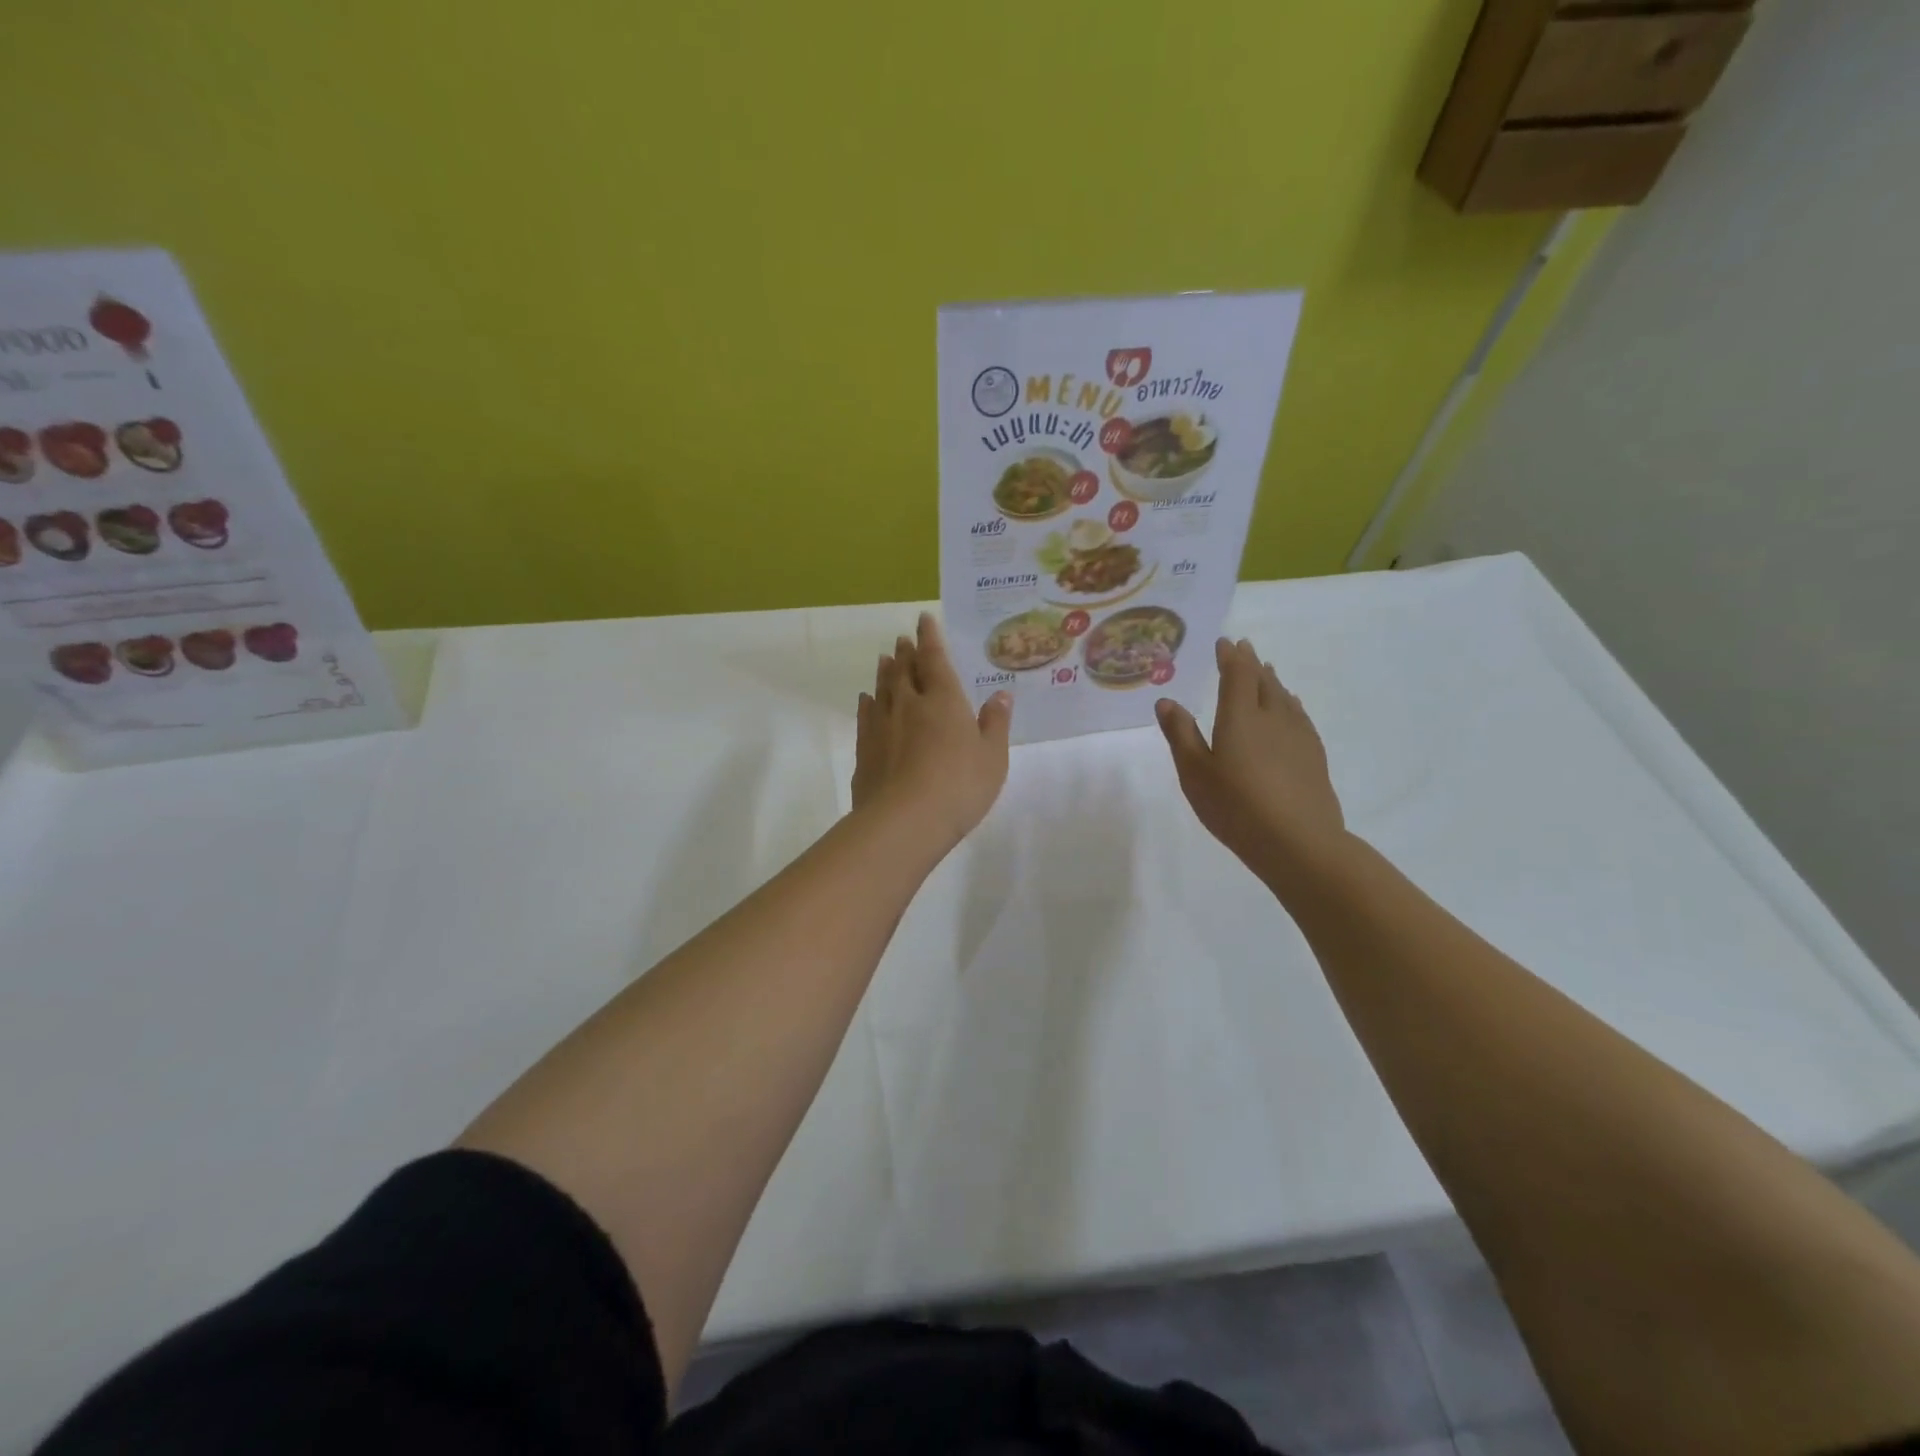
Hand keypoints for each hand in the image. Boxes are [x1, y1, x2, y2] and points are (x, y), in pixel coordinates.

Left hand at [853, 612, 1012, 848]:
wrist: (904, 820)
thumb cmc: (959, 786)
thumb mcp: (992, 757)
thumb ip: (995, 723)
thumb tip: (1001, 694)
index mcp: (944, 700)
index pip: (935, 659)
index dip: (930, 638)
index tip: (923, 620)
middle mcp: (909, 704)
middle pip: (905, 670)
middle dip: (906, 652)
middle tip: (902, 639)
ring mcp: (882, 725)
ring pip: (883, 689)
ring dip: (885, 672)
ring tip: (885, 659)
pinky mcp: (865, 749)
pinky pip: (866, 716)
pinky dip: (868, 703)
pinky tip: (867, 699)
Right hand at [1156, 637, 1346, 880]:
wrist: (1299, 842)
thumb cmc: (1236, 806)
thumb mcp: (1195, 773)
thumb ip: (1181, 735)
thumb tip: (1167, 701)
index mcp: (1240, 716)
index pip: (1237, 675)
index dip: (1230, 656)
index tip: (1224, 642)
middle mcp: (1272, 716)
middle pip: (1263, 680)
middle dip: (1251, 662)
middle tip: (1244, 648)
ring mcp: (1298, 735)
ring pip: (1284, 696)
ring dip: (1272, 680)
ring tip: (1266, 671)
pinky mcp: (1314, 755)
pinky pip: (1299, 715)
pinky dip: (1290, 703)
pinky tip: (1291, 708)